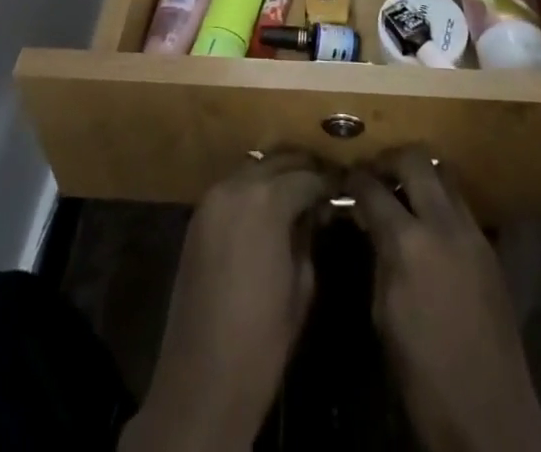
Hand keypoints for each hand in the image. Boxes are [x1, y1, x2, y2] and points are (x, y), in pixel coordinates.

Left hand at [120, 155, 333, 451]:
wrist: (202, 381)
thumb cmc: (262, 339)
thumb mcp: (302, 285)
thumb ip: (308, 235)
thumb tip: (315, 210)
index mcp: (267, 201)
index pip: (307, 176)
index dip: (328, 181)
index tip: (343, 188)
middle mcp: (236, 186)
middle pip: (278, 160)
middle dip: (303, 168)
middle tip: (324, 184)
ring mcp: (212, 198)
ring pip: (254, 167)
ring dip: (277, 174)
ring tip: (299, 193)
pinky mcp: (197, 216)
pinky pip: (233, 187)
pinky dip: (254, 188)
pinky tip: (268, 208)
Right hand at [349, 151, 540, 451]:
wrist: (491, 417)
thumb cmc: (424, 377)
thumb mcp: (383, 316)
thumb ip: (378, 258)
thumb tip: (370, 225)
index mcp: (409, 244)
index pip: (373, 189)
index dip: (355, 179)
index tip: (344, 178)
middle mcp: (443, 224)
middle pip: (416, 160)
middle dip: (390, 159)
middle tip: (375, 172)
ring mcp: (472, 233)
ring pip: (445, 175)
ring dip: (421, 174)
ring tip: (403, 191)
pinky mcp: (490, 248)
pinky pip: (461, 204)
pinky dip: (441, 200)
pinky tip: (429, 222)